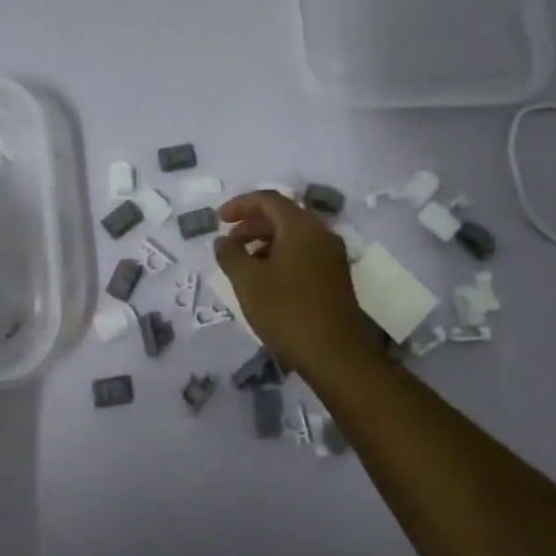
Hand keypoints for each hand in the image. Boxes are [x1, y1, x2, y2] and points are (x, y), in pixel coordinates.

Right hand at [214, 191, 381, 378]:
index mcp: (301, 227)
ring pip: (293, 236)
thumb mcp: (248, 282)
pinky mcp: (335, 277)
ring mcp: (331, 256)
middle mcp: (321, 234)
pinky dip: (280, 256)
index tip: (219, 220)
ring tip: (243, 264)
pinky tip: (266, 281)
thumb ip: (230, 255)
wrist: (337, 355)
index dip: (240, 205)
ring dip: (265, 242)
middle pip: (282, 216)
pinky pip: (304, 253)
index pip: (268, 199)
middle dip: (251, 225)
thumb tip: (223, 241)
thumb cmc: (287, 312)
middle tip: (228, 244)